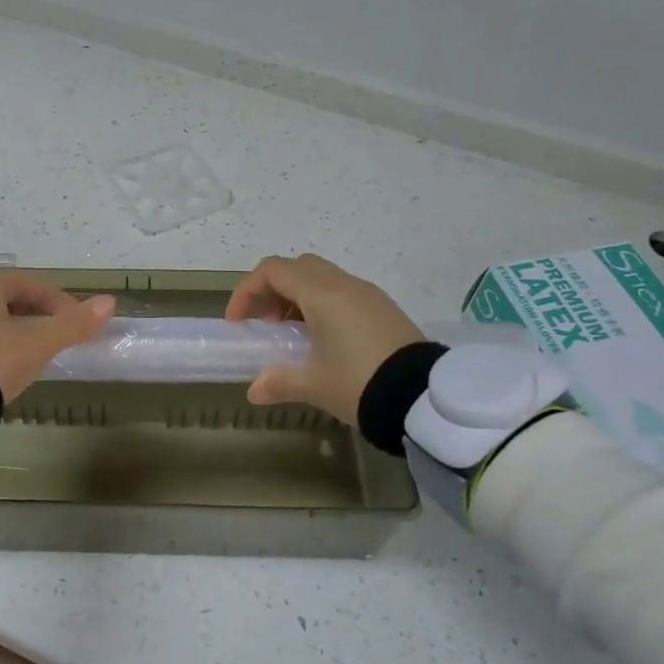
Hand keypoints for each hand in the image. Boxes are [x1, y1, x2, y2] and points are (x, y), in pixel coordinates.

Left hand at [0, 271, 116, 400]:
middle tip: (58, 337)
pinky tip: (5, 365)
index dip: (59, 301)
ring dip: (17, 330)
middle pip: (10, 298)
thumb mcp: (38, 344)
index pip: (31, 283)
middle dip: (38, 314)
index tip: (76, 323)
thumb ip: (73, 324)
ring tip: (35, 353)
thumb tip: (109, 303)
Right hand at [224, 254, 423, 421]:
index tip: (239, 322)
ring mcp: (367, 294)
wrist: (424, 397)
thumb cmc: (359, 382)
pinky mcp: (383, 308)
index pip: (273, 271)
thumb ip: (278, 382)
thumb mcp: (313, 385)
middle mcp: (344, 284)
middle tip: (266, 323)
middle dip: (273, 290)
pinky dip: (322, 305)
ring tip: (293, 336)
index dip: (247, 291)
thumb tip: (254, 391)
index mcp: (321, 294)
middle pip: (298, 267)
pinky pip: (343, 293)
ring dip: (298, 298)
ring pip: (322, 278)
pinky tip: (324, 341)